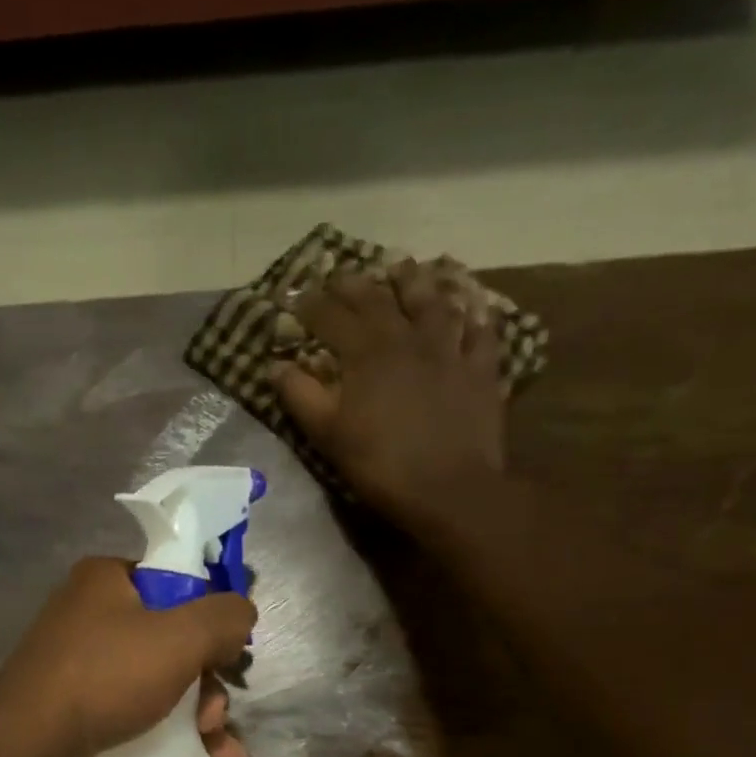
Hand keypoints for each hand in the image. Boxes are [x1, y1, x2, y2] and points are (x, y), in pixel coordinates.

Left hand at [0, 558, 254, 756]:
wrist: (27, 747)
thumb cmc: (106, 676)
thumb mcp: (180, 637)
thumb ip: (225, 616)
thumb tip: (243, 613)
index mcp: (106, 579)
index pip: (175, 582)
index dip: (209, 617)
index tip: (228, 654)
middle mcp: (90, 614)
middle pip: (172, 639)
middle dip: (207, 682)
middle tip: (214, 714)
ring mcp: (80, 663)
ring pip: (159, 682)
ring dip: (200, 716)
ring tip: (220, 750)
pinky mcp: (76, 706)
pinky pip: (136, 710)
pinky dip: (172, 733)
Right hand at [272, 258, 505, 523]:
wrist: (449, 488)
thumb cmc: (380, 465)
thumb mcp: (328, 435)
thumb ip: (300, 396)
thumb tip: (275, 366)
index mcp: (365, 354)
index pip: (331, 317)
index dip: (310, 305)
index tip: (294, 296)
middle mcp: (407, 338)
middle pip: (378, 299)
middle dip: (354, 284)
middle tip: (340, 274)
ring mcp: (449, 349)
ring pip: (431, 301)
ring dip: (414, 282)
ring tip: (402, 268)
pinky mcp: (481, 368)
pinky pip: (479, 330)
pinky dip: (472, 314)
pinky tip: (469, 307)